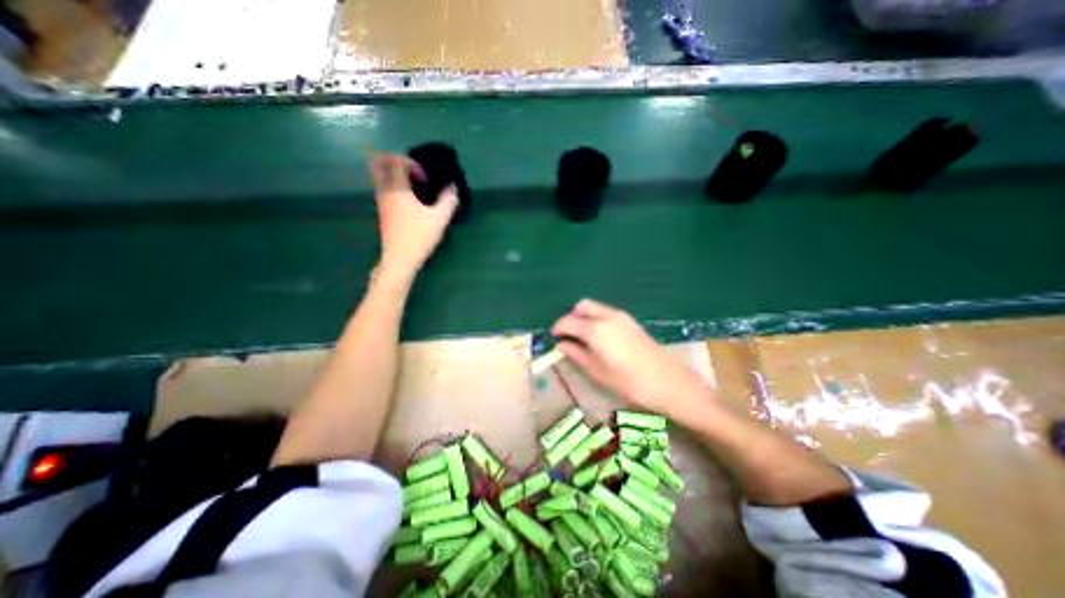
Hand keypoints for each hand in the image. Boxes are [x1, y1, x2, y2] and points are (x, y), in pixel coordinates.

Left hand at [371, 152, 458, 275]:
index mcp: (397, 188)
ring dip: (394, 175)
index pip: (396, 161)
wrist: (400, 258)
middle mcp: (384, 191)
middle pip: (378, 164)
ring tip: (414, 187)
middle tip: (412, 172)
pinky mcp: (382, 212)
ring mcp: (381, 202)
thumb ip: (448, 200)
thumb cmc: (419, 237)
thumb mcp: (439, 219)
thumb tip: (452, 187)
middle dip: (394, 162)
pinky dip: (394, 187)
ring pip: (379, 177)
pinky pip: (383, 189)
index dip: (412, 164)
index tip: (425, 179)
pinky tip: (410, 201)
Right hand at [554, 299, 709, 420]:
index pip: (568, 321)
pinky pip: (605, 312)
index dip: (557, 328)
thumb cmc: (629, 382)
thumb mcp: (597, 371)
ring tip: (583, 339)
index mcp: (596, 329)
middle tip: (569, 336)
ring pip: (594, 307)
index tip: (553, 338)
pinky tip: (599, 338)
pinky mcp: (630, 320)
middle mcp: (607, 316)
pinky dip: (596, 319)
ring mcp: (621, 316)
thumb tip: (561, 344)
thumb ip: (576, 354)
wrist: (667, 381)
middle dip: (571, 317)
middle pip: (581, 306)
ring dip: (584, 317)